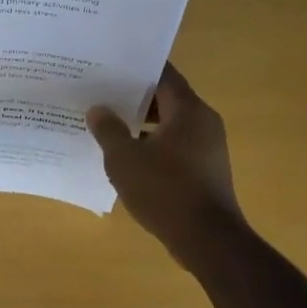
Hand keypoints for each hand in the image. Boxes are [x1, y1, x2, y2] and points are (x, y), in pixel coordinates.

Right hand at [87, 64, 244, 265]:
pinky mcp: (206, 171)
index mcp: (188, 110)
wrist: (207, 240)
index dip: (135, 69)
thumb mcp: (124, 158)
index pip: (163, 74)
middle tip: (100, 95)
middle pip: (166, 99)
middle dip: (133, 98)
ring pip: (169, 125)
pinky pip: (175, 147)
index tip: (108, 67)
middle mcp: (204, 122)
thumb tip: (98, 109)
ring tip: (107, 126)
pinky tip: (127, 158)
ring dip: (141, 125)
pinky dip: (152, 147)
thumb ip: (108, 129)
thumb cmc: (165, 190)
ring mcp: (208, 148)